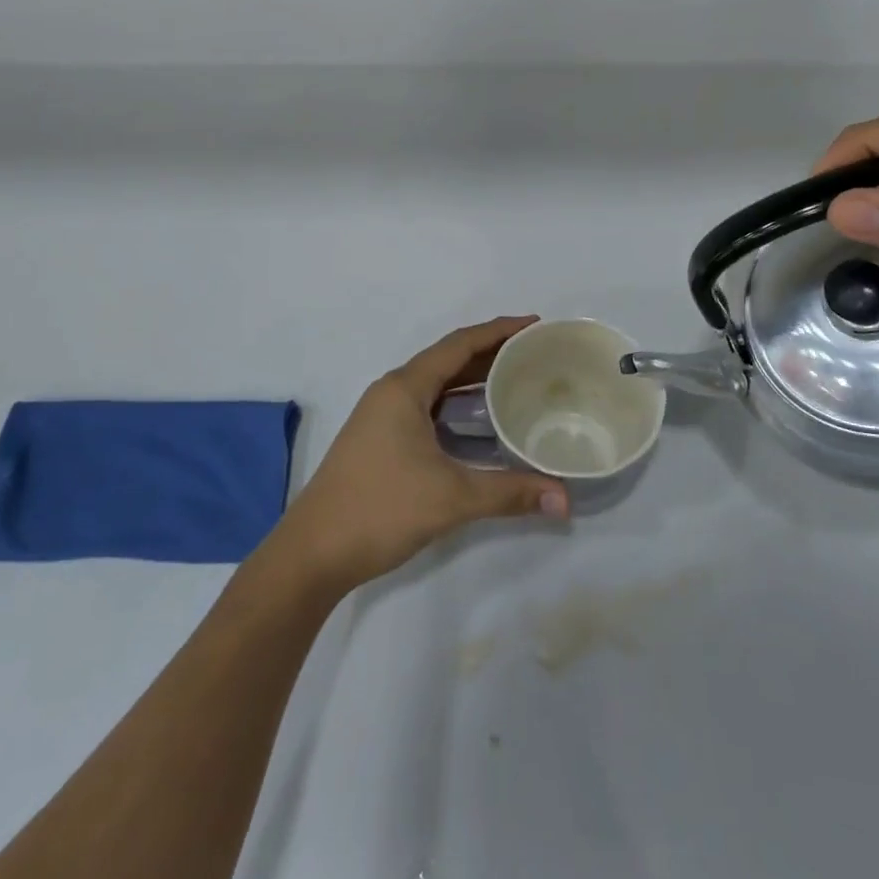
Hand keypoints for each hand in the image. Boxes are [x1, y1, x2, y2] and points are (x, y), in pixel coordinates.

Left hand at [274, 317, 568, 591]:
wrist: (312, 553)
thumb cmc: (379, 509)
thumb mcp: (451, 498)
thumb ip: (510, 493)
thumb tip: (566, 501)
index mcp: (405, 388)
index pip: (459, 344)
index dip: (499, 331)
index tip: (535, 325)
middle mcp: (392, 392)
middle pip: (449, 359)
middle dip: (491, 352)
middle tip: (535, 353)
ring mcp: (383, 416)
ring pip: (437, 385)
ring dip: (474, 379)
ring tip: (517, 380)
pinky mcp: (381, 439)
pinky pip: (428, 405)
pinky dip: (457, 404)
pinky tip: (481, 422)